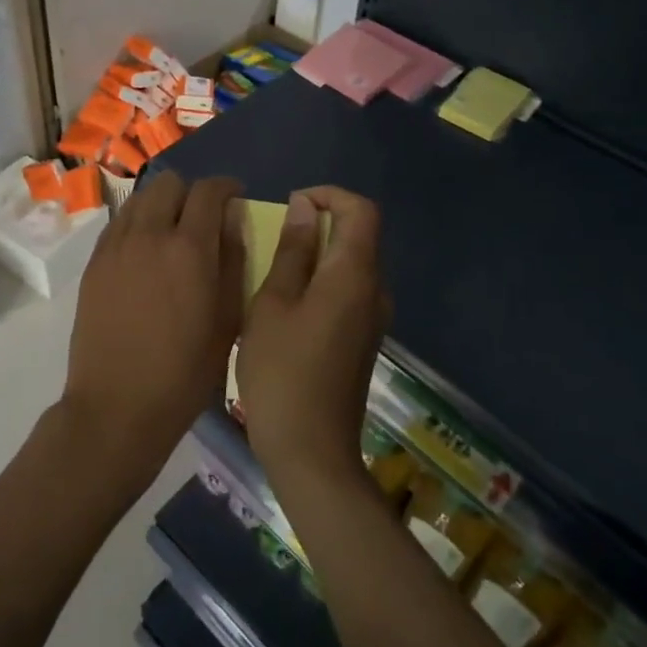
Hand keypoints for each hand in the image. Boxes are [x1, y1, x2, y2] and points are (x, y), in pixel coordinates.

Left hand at [60, 172, 244, 485]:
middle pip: (170, 183)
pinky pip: (118, 223)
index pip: (209, 191)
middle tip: (203, 218)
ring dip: (161, 203)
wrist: (117, 406)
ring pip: (140, 198)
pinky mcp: (94, 262)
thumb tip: (233, 220)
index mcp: (190, 248)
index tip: (235, 198)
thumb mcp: (228, 320)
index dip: (227, 187)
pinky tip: (145, 252)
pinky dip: (137, 223)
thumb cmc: (184, 372)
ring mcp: (116, 246)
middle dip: (192, 192)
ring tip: (171, 232)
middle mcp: (150, 234)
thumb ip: (234, 261)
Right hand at [237, 187, 387, 489]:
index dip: (329, 195)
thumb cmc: (282, 371)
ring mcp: (373, 318)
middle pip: (358, 235)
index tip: (291, 205)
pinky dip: (321, 280)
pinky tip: (287, 305)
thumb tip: (305, 207)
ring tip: (272, 270)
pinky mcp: (363, 339)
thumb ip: (292, 251)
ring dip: (317, 254)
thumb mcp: (273, 303)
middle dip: (318, 223)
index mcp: (354, 275)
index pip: (361, 210)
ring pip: (351, 264)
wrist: (311, 452)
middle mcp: (374, 290)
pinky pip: (348, 290)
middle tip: (272, 238)